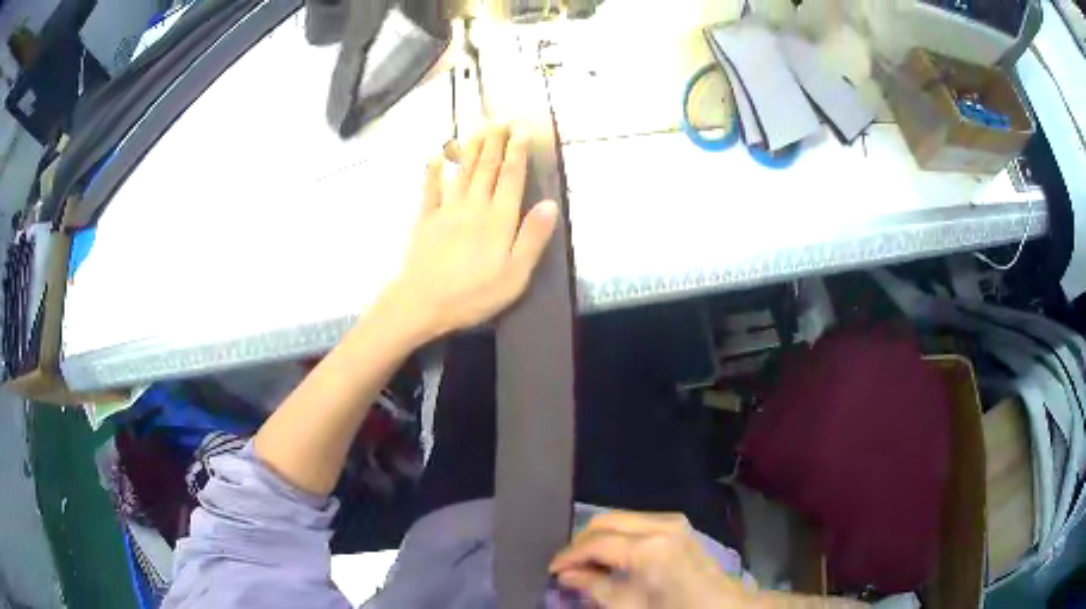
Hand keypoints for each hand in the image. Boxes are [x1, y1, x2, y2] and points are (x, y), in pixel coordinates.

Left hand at [382, 124, 557, 342]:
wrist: (423, 302)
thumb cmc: (473, 294)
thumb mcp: (515, 275)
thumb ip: (532, 238)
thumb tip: (550, 204)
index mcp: (499, 220)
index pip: (511, 178)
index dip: (517, 153)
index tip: (522, 132)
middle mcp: (474, 207)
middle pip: (487, 168)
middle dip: (495, 142)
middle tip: (500, 119)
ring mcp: (447, 210)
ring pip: (462, 172)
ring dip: (471, 148)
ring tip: (478, 128)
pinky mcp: (426, 220)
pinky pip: (430, 189)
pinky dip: (434, 171)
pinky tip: (437, 156)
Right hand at [550, 512, 752, 607]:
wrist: (723, 608)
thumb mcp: (629, 607)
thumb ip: (594, 587)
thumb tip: (566, 575)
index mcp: (648, 547)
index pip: (595, 543)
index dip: (568, 556)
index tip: (551, 570)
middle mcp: (660, 524)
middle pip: (605, 521)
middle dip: (582, 542)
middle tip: (568, 566)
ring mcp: (673, 522)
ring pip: (620, 518)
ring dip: (599, 537)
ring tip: (587, 563)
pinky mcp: (679, 526)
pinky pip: (637, 522)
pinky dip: (618, 535)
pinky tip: (612, 556)